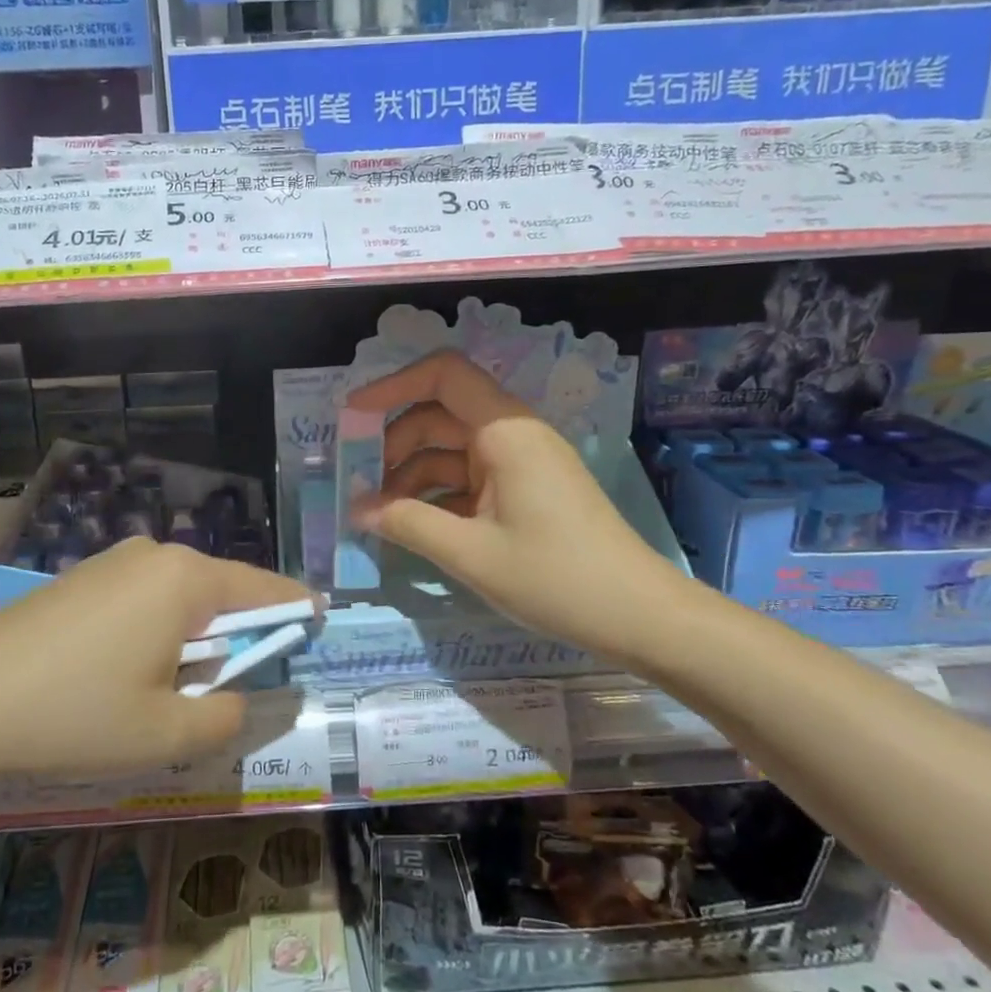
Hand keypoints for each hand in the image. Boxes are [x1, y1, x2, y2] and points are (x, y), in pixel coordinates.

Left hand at [0, 539, 316, 795]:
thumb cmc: (72, 716)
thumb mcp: (165, 736)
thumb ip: (227, 716)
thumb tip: (242, 697)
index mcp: (187, 579)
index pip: (266, 590)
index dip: (297, 611)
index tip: (321, 626)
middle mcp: (155, 554)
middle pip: (223, 594)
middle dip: (235, 639)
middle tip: (225, 694)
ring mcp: (113, 561)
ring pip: (181, 600)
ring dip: (192, 643)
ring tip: (163, 696)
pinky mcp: (83, 578)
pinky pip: (144, 601)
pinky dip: (156, 634)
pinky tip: (123, 677)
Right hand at [347, 350, 689, 662]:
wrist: (638, 616)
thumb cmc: (556, 577)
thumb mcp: (471, 553)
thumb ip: (407, 524)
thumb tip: (357, 508)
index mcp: (505, 430)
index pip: (443, 375)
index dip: (392, 385)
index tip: (352, 416)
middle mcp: (512, 435)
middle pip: (439, 415)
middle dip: (393, 444)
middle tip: (357, 483)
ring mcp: (520, 463)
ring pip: (451, 450)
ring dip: (411, 475)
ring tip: (378, 514)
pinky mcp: (524, 491)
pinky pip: (468, 479)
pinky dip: (436, 496)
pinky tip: (411, 526)